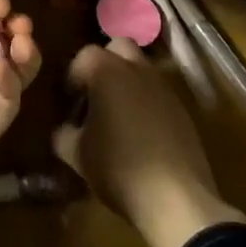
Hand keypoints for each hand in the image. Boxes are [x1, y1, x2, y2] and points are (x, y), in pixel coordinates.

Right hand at [52, 39, 245, 246]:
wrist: (176, 198)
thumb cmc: (118, 168)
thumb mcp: (77, 155)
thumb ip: (63, 134)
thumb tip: (64, 129)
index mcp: (107, 71)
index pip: (84, 56)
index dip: (73, 76)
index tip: (69, 102)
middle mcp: (137, 69)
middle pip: (118, 48)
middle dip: (104, 64)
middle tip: (95, 95)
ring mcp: (164, 88)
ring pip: (141, 69)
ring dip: (127, 83)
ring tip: (117, 116)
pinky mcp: (182, 109)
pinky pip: (157, 94)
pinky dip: (146, 102)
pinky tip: (140, 134)